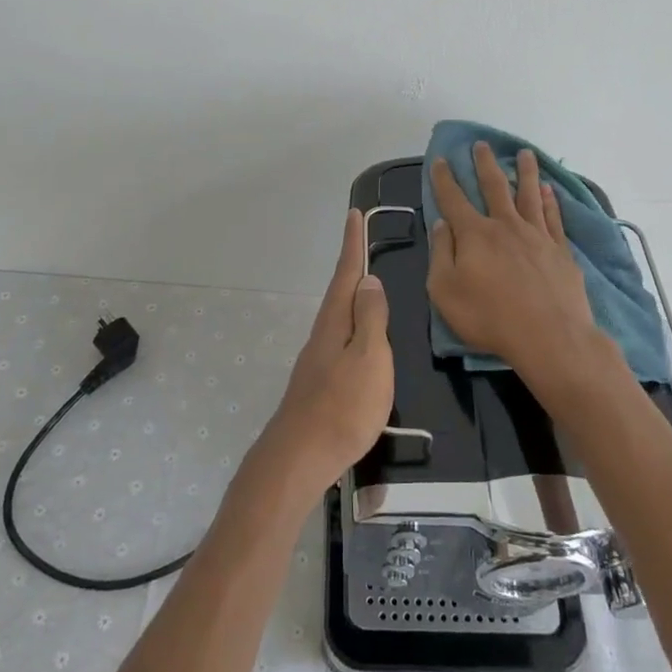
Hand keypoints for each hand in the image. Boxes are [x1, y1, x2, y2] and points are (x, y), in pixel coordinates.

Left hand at [260, 209, 394, 494]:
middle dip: (351, 264)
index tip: (354, 214)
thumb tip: (369, 280)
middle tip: (361, 241)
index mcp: (335, 322)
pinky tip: (360, 339)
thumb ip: (370, 318)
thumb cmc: (343, 406)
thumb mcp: (368, 357)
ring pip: (339, 315)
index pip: (347, 272)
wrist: (300, 458)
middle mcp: (323, 333)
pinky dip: (352, 324)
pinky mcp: (319, 382)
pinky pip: (340, 338)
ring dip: (351, 294)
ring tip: (366, 284)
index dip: (353, 243)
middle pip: (339, 291)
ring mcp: (318, 359)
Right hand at [428, 142, 615, 403]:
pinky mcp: (560, 250)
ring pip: (529, 194)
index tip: (439, 160)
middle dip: (484, 163)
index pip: (453, 199)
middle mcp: (505, 225)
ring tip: (525, 153)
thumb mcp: (445, 291)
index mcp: (474, 234)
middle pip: (494, 186)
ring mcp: (537, 236)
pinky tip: (549, 191)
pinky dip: (550, 201)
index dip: (443, 179)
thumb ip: (441, 254)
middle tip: (481, 144)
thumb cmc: (489, 317)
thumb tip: (442, 224)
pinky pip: (553, 217)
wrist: (549, 337)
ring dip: (525, 172)